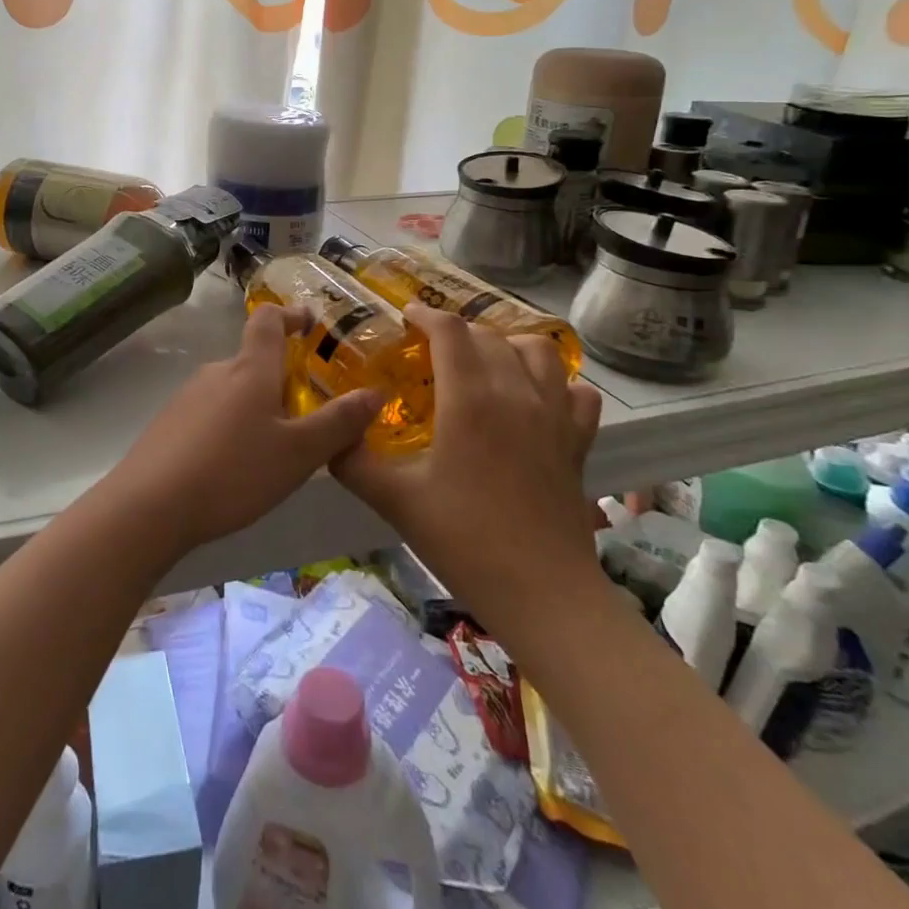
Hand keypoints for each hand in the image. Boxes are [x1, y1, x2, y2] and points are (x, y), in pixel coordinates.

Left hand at [106, 304, 380, 555]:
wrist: (148, 506)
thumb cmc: (232, 472)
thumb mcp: (298, 453)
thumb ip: (338, 423)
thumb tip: (374, 392)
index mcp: (249, 369)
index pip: (269, 320)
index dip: (292, 315)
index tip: (311, 323)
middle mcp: (216, 372)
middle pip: (254, 361)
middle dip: (282, 379)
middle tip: (308, 414)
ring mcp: (187, 397)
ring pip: (233, 390)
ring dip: (257, 406)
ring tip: (276, 449)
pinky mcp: (168, 424)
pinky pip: (210, 413)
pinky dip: (231, 426)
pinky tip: (235, 466)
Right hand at [334, 305, 602, 596]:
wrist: (543, 593)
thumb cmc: (463, 540)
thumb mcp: (393, 499)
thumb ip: (352, 460)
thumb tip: (330, 436)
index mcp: (470, 398)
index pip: (450, 331)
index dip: (426, 315)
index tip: (407, 317)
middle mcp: (516, 393)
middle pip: (489, 336)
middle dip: (456, 332)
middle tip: (431, 349)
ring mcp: (554, 416)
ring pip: (538, 351)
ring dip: (508, 344)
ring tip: (484, 361)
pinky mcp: (578, 442)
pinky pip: (576, 392)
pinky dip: (556, 383)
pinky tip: (536, 397)